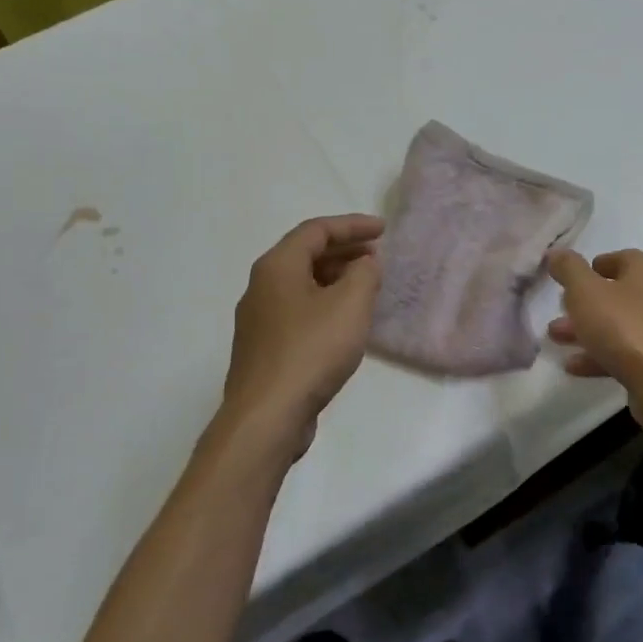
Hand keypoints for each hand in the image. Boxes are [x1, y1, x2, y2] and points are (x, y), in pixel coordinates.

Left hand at [218, 214, 383, 463]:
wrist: (267, 415)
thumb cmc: (311, 350)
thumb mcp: (350, 304)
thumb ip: (364, 274)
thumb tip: (364, 263)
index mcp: (277, 266)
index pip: (316, 230)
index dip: (352, 225)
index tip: (383, 230)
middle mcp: (261, 286)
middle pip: (305, 255)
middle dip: (344, 250)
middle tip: (376, 256)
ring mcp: (259, 319)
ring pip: (301, 284)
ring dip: (335, 278)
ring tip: (366, 287)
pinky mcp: (264, 348)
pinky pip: (298, 310)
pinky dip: (324, 303)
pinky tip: (344, 322)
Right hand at [547, 248, 642, 428]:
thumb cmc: (624, 327)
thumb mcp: (585, 292)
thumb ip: (568, 269)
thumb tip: (557, 252)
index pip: (620, 258)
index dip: (593, 266)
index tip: (570, 278)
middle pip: (617, 294)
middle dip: (583, 303)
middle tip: (558, 310)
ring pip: (618, 325)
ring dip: (587, 330)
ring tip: (555, 338)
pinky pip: (626, 352)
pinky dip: (600, 355)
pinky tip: (573, 366)